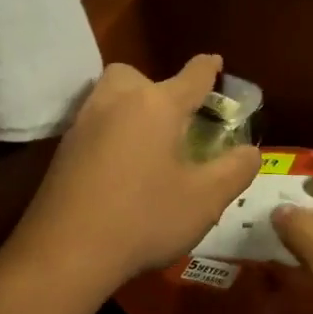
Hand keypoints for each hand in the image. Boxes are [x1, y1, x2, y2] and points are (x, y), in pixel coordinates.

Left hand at [12, 56, 260, 295]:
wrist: (66, 251)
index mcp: (156, 105)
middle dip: (154, 87)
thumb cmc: (145, 218)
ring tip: (147, 145)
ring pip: (108, 98)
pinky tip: (118, 169)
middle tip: (171, 120)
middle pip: (135, 75)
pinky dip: (109, 135)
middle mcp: (116, 103)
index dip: (208, 69)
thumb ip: (235, 170)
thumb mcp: (206, 199)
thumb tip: (250, 151)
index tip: (214, 62)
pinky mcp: (62, 151)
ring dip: (128, 108)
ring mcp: (82, 125)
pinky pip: (92, 127)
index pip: (191, 76)